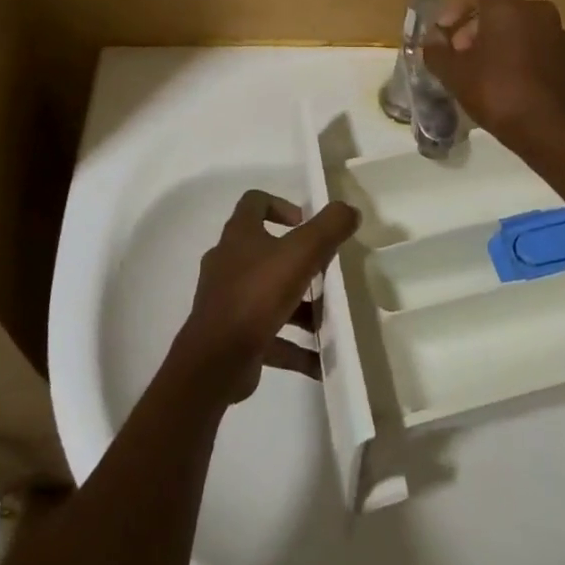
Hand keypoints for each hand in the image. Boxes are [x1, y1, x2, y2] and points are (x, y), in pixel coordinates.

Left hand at [172, 190, 359, 405]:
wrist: (215, 361)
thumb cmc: (257, 294)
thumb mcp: (301, 253)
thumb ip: (328, 227)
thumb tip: (350, 209)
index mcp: (239, 235)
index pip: (254, 202)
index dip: (281, 205)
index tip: (306, 223)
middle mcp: (229, 262)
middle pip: (267, 251)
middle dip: (300, 261)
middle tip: (327, 272)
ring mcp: (228, 300)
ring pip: (270, 295)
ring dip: (301, 307)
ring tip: (331, 319)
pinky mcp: (233, 335)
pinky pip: (271, 335)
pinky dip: (295, 346)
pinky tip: (321, 362)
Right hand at [422, 0, 564, 166]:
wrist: (556, 133)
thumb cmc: (500, 94)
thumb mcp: (456, 75)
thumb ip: (437, 52)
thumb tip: (433, 39)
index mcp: (508, 7)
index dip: (453, 9)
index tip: (443, 34)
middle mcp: (537, 11)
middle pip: (498, 9)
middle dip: (474, 28)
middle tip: (459, 55)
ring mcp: (559, 35)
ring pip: (520, 28)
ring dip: (499, 42)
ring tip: (483, 71)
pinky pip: (538, 48)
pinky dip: (521, 56)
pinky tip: (511, 84)